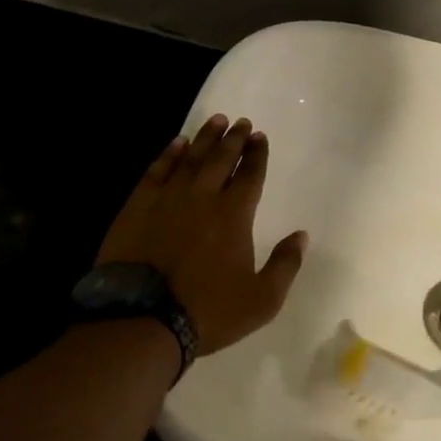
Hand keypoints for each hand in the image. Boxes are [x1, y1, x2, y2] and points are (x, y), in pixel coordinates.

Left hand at [95, 114, 307, 356]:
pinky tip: (176, 143)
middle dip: (234, 139)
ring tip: (216, 120)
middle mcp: (203, 197)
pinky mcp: (138, 206)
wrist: (142, 319)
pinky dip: (169, 154)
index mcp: (235, 215)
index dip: (257, 154)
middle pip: (221, 158)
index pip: (250, 174)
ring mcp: (168, 198)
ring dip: (205, 137)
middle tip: (242, 123)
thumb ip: (285, 265)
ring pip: (190, 157)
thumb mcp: (262, 299)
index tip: (260, 137)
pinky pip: (157, 170)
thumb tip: (302, 236)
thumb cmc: (208, 310)